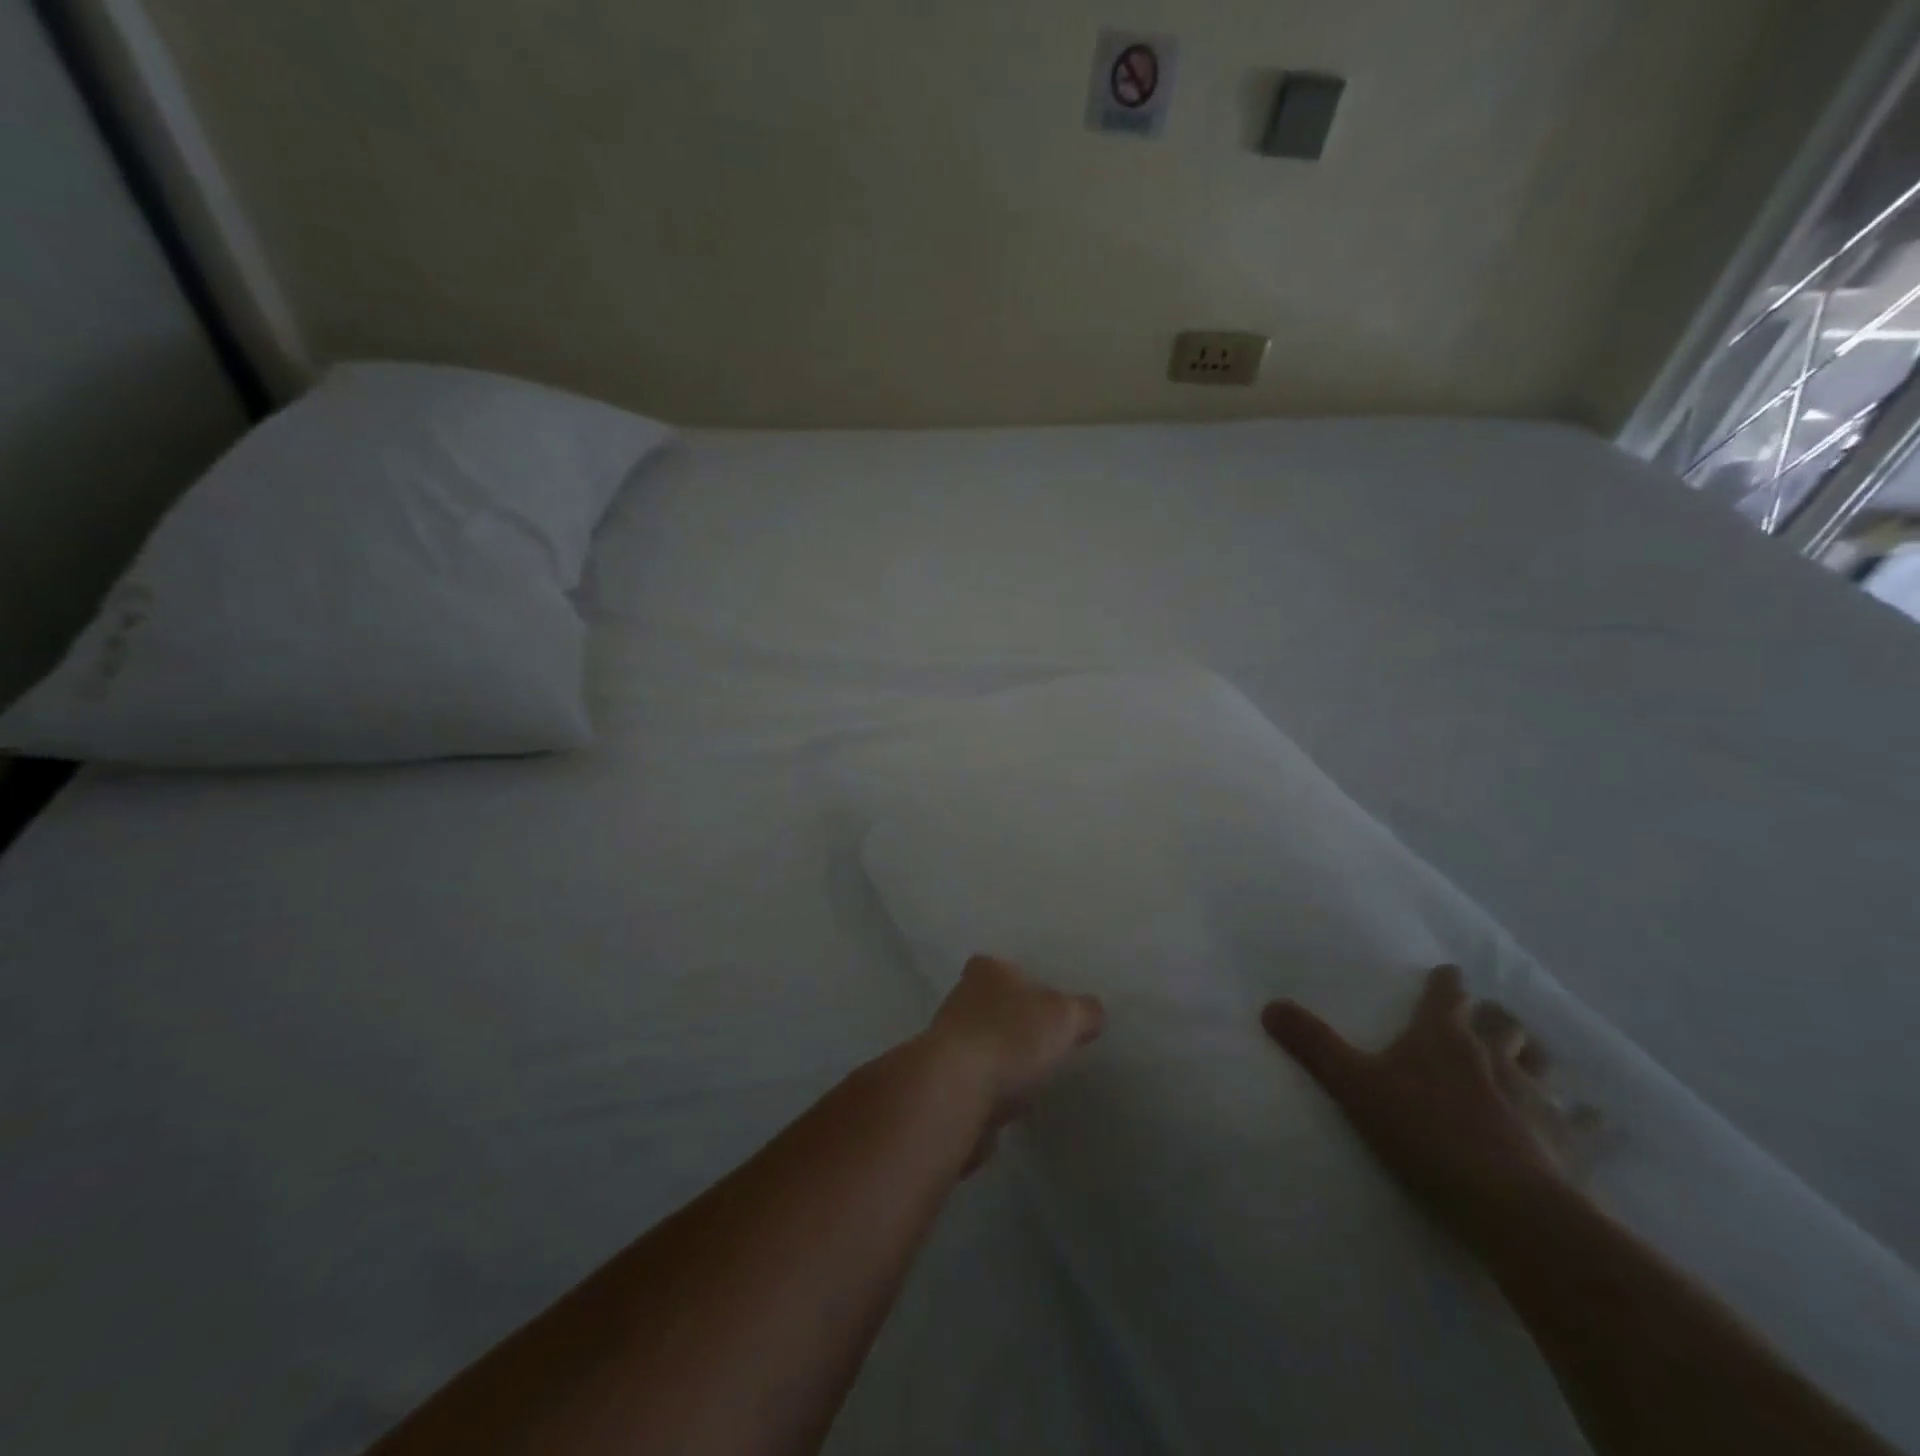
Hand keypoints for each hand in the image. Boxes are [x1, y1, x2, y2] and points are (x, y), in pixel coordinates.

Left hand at [922, 956, 1104, 1158]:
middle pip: (994, 1005)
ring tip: (1033, 1075)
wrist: (956, 1091)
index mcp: (986, 970)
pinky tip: (1011, 1103)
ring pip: (984, 1043)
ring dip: (1002, 1057)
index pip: (1006, 967)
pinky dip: (992, 1088)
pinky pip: (977, 1080)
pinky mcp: (943, 1081)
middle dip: (1015, 1022)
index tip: (1049, 1006)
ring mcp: (947, 1040)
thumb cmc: (1011, 1036)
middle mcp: (960, 997)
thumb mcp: (1064, 1017)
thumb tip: (1094, 1012)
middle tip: (1046, 1041)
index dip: (1028, 984)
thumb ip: (1083, 1011)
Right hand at [1263, 965, 1593, 1247]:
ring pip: (1542, 1059)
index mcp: (1443, 1037)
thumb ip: (1312, 1045)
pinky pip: (1585, 1121)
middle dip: (1492, 1015)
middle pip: (1502, 1022)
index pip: (1448, 994)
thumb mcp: (1353, 1086)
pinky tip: (1591, 1118)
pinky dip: (1585, 1116)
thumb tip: (1269, 1006)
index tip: (1449, 974)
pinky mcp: (1568, 1140)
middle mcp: (1493, 1055)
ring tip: (1526, 1054)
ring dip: (1532, 1052)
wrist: (1508, 1206)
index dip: (1447, 983)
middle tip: (1483, 1017)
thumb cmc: (1423, 1133)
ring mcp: (1536, 1096)